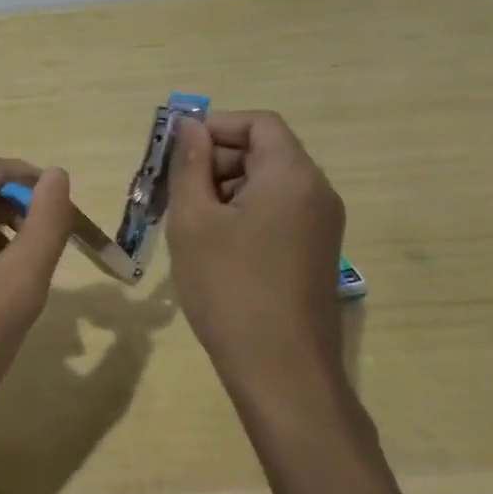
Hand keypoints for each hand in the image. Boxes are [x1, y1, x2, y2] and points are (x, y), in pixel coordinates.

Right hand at [166, 110, 346, 402]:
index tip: (175, 150)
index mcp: (292, 175)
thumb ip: (190, 165)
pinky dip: (242, 213)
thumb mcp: (195, 220)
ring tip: (185, 220)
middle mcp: (316, 192)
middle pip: (265, 151)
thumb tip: (189, 126)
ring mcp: (321, 225)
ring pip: (268, 184)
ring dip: (224, 188)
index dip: (215, 125)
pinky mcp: (315, 253)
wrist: (281, 371)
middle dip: (215, 159)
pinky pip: (277, 212)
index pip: (259, 122)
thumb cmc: (230, 287)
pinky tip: (211, 244)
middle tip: (171, 188)